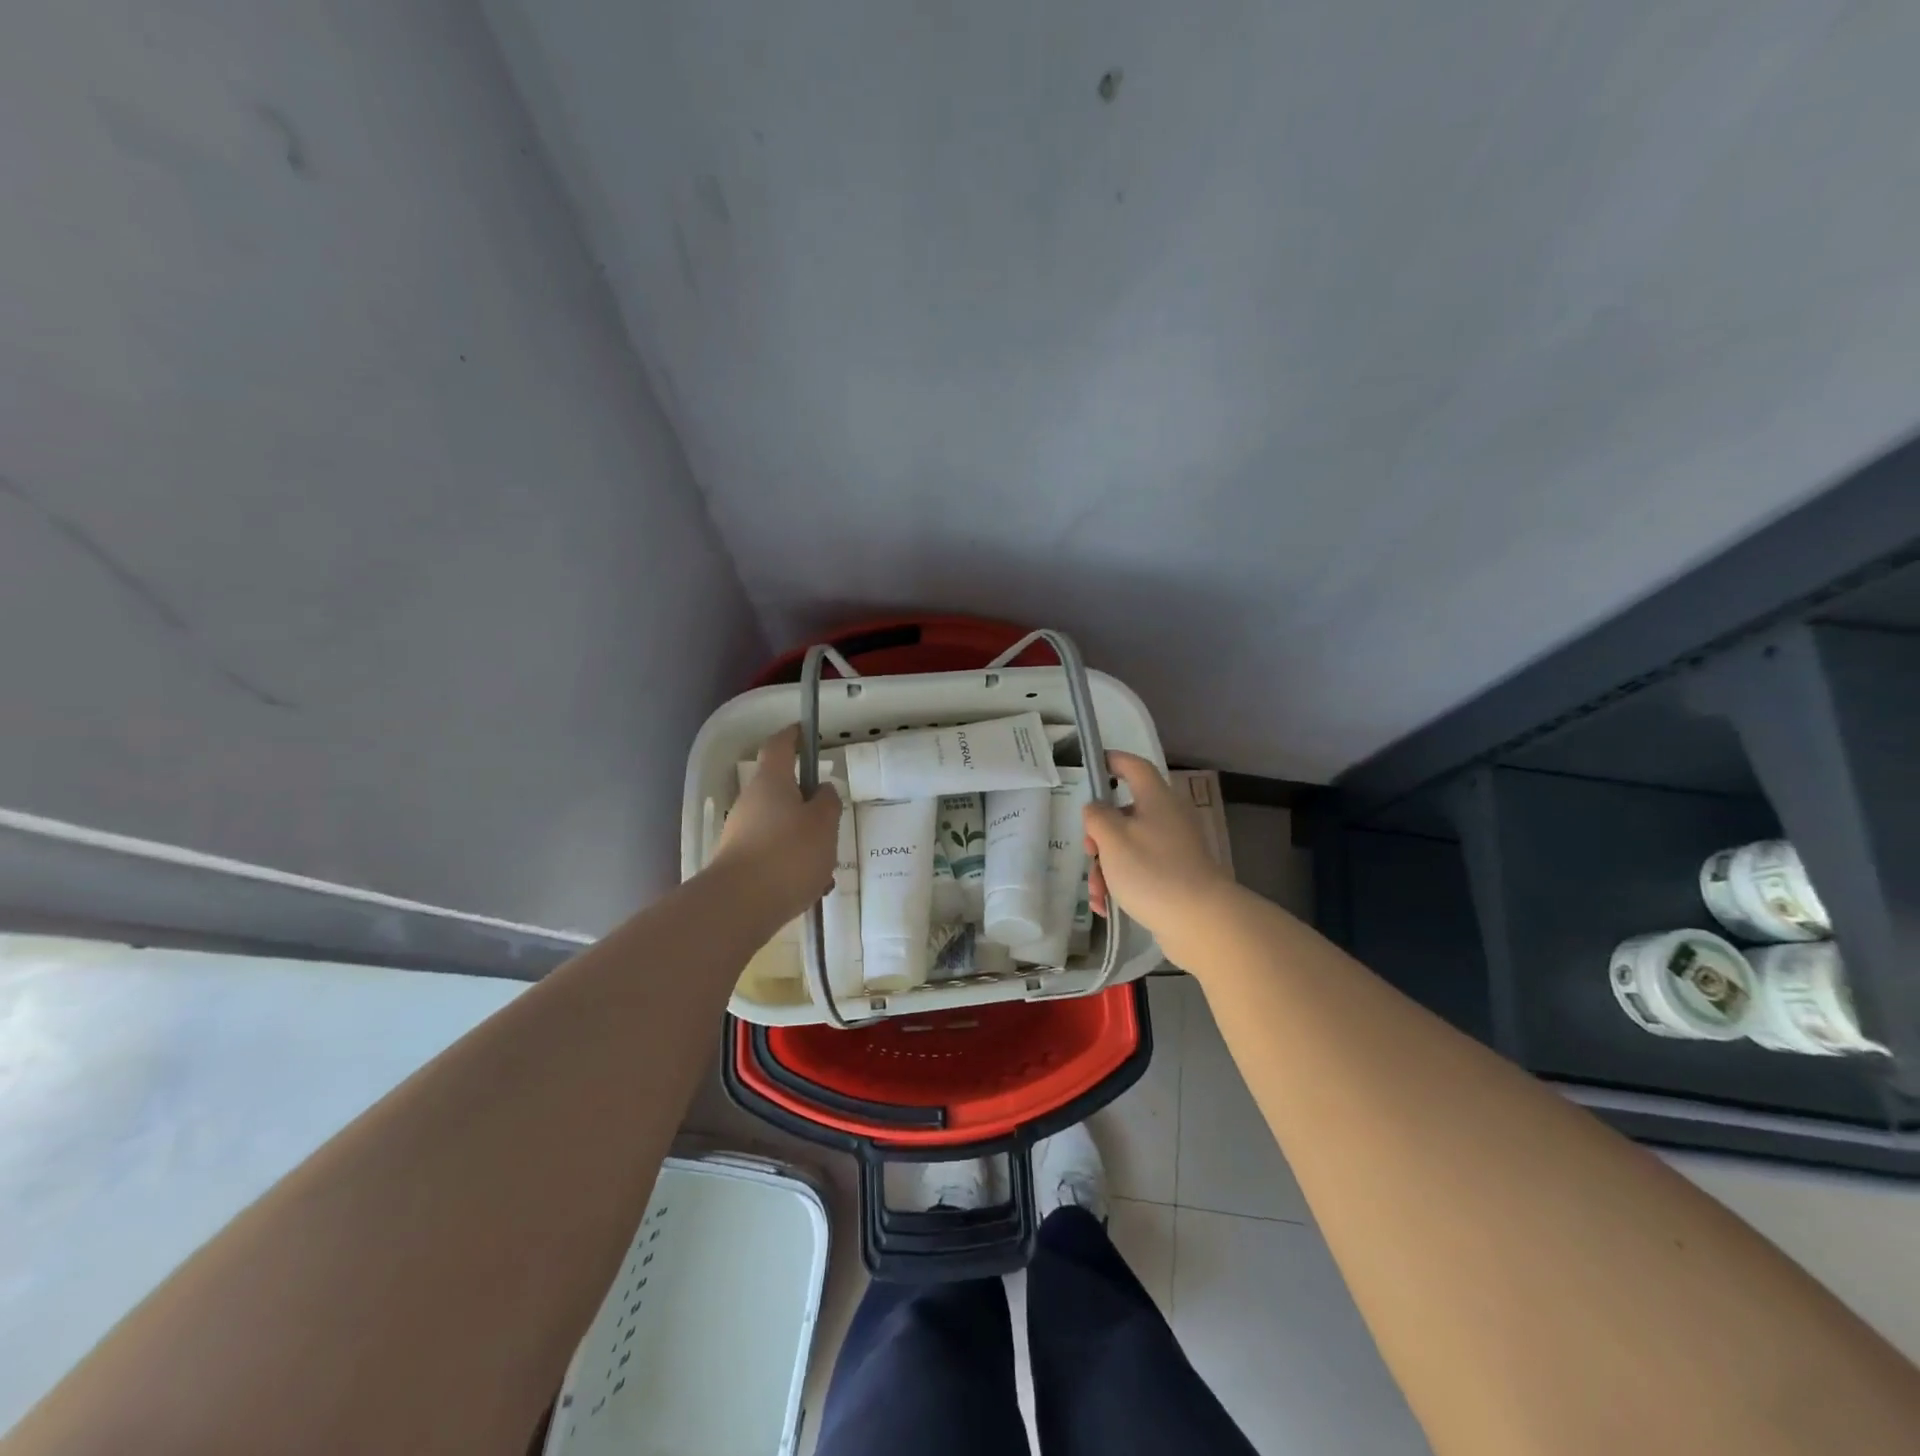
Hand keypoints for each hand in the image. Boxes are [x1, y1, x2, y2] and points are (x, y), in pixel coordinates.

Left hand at [712, 726, 841, 920]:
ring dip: (805, 840)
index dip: (793, 735)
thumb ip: (828, 802)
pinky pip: (774, 854)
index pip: (780, 746)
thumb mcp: (824, 824)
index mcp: (772, 782)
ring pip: (782, 826)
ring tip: (827, 868)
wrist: (738, 907)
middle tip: (833, 820)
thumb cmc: (788, 855)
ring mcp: (742, 833)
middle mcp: (751, 802)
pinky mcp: (740, 863)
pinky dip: (794, 865)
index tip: (805, 730)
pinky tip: (811, 889)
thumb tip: (821, 790)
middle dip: (809, 804)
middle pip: (783, 791)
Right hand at [1082, 752, 1236, 960]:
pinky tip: (1106, 906)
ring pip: (1129, 847)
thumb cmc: (1151, 871)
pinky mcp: (1176, 875)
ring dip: (1106, 867)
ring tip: (1097, 893)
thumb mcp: (1112, 838)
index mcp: (1156, 798)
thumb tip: (1096, 809)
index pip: (1134, 766)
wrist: (1200, 920)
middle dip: (1099, 835)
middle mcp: (1168, 817)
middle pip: (1125, 813)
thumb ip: (1096, 816)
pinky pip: (1141, 871)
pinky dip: (1121, 884)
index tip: (1092, 767)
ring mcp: (1174, 848)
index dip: (1112, 762)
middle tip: (1088, 852)